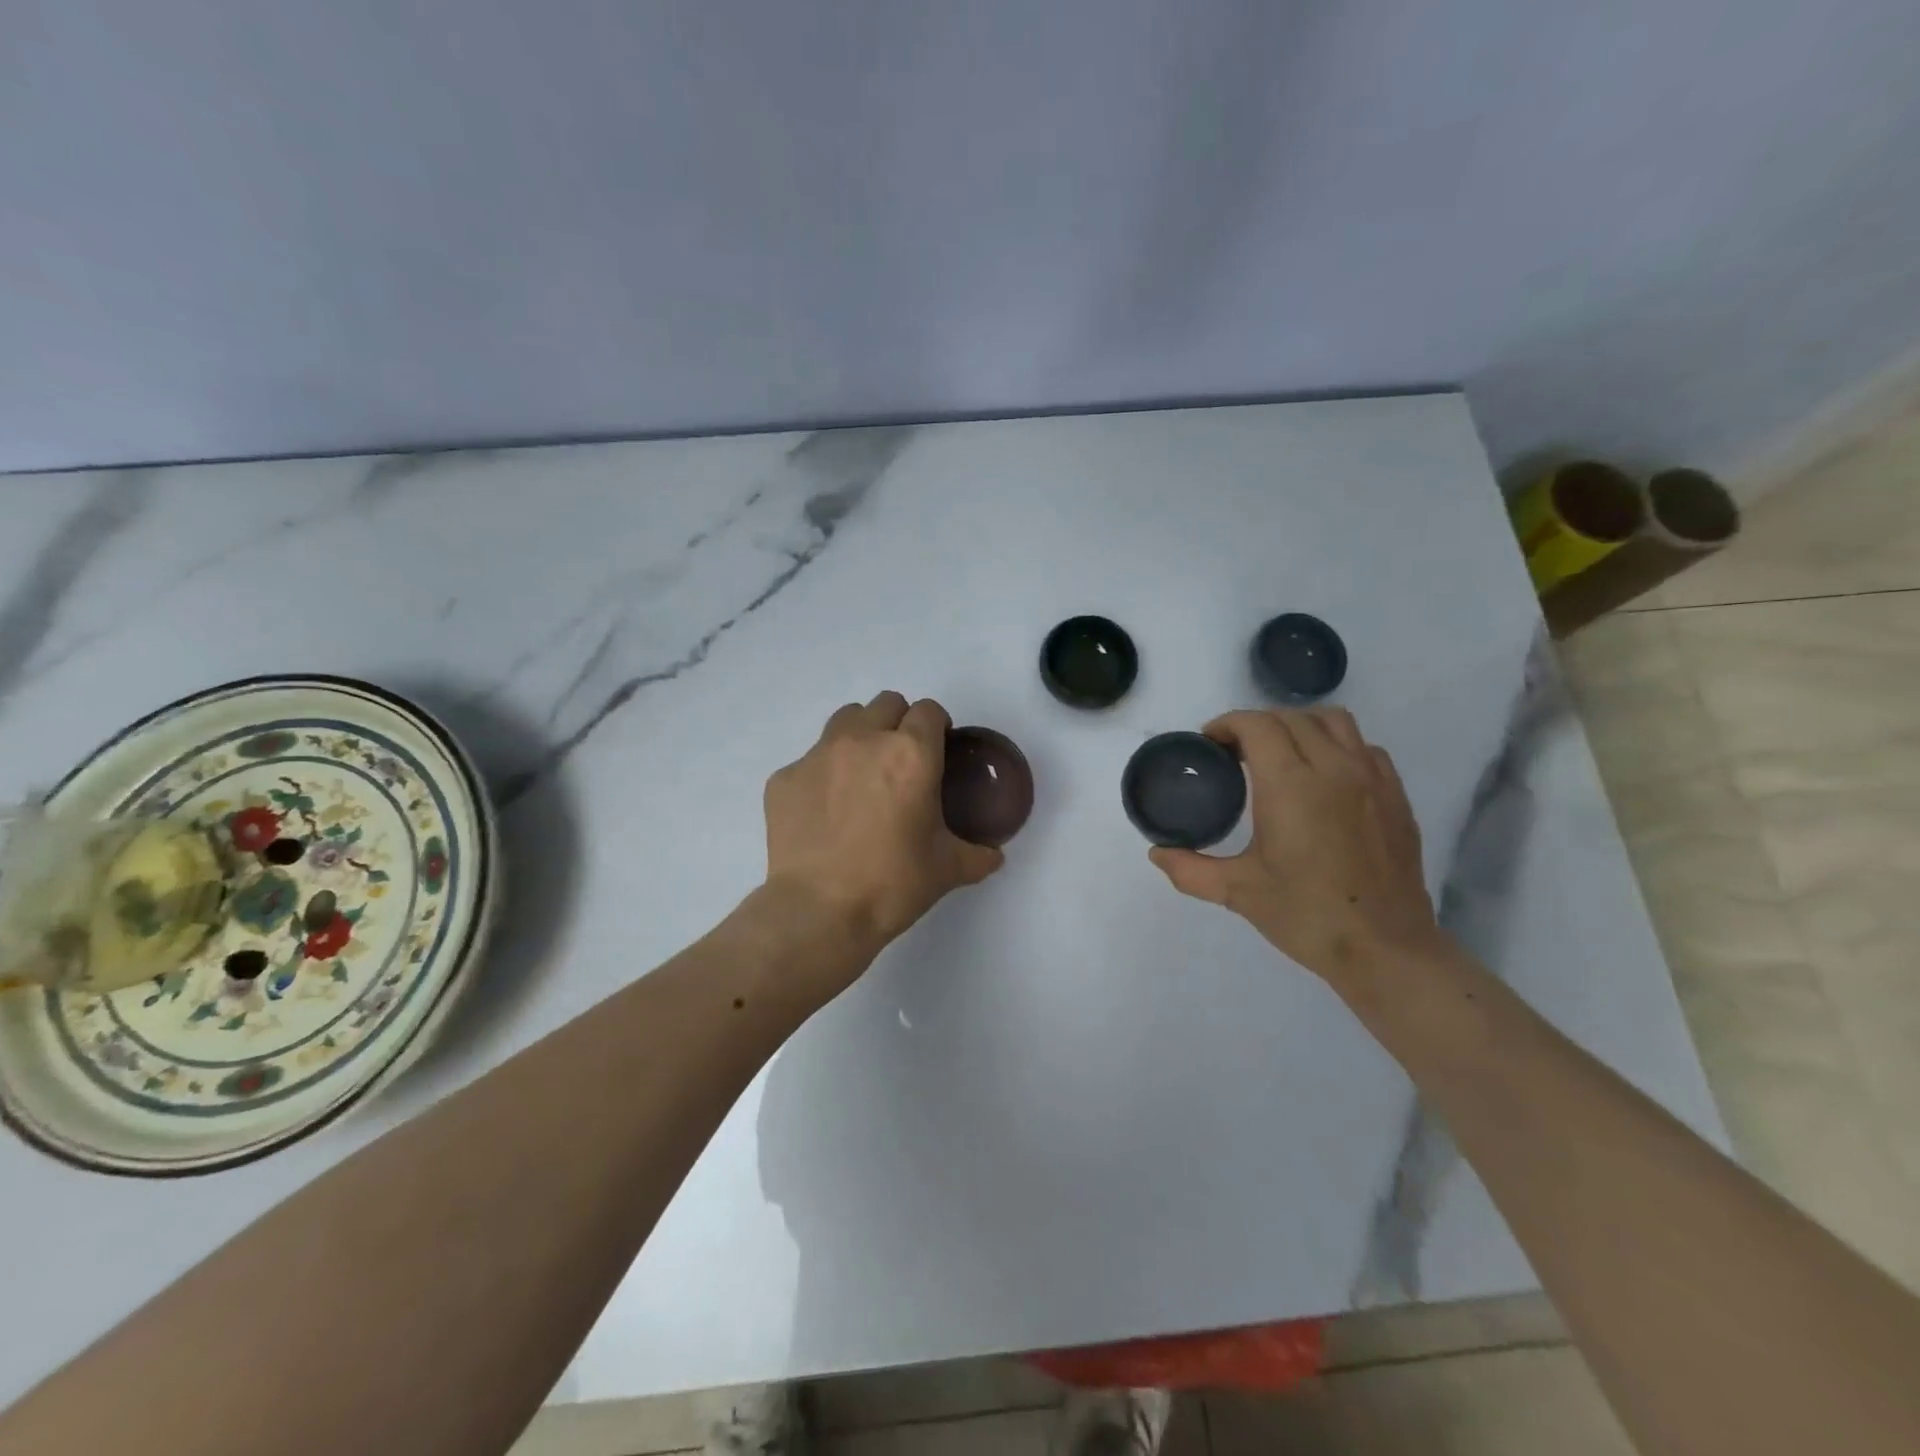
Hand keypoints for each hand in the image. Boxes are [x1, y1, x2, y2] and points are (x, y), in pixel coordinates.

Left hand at [763, 691, 1003, 967]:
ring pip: (845, 719)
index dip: (937, 727)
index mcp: (911, 754)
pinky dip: (823, 775)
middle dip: (899, 723)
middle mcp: (864, 740)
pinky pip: (810, 760)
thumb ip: (977, 855)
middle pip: (886, 704)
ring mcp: (818, 755)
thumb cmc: (892, 884)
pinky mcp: (784, 777)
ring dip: (860, 735)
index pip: (929, 711)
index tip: (938, 750)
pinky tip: (825, 811)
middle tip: (901, 762)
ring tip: (862, 775)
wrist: (819, 912)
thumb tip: (994, 857)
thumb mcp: (947, 869)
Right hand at [1148, 706, 1444, 985]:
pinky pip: (1364, 748)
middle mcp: (1333, 768)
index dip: (1227, 724)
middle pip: (1290, 718)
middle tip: (1234, 753)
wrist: (1385, 950)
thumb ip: (1190, 869)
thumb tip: (1157, 853)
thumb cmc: (1307, 916)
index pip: (1256, 726)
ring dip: (1299, 726)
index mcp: (1290, 785)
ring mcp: (1371, 779)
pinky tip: (1324, 777)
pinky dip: (1337, 746)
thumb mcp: (1238, 892)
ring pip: (1333, 721)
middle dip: (1256, 725)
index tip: (1209, 743)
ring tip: (1281, 754)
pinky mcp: (1396, 796)